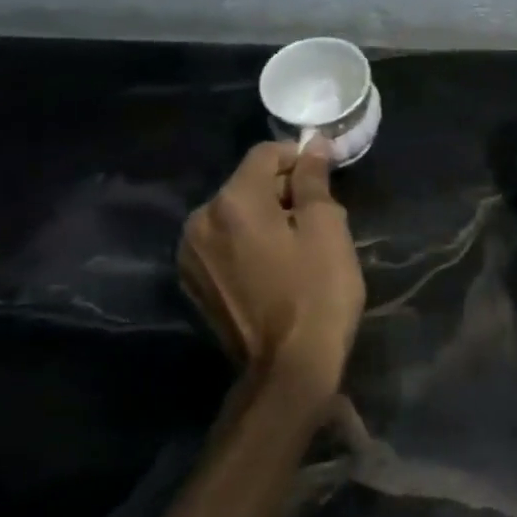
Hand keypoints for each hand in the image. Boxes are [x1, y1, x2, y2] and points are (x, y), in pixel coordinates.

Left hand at [180, 142, 364, 398]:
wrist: (288, 370)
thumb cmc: (317, 293)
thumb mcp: (327, 230)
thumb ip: (313, 180)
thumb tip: (311, 145)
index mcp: (233, 201)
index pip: (265, 155)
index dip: (298, 158)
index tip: (325, 176)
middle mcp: (200, 220)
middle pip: (245, 184)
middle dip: (281, 191)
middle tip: (318, 218)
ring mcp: (190, 255)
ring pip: (232, 215)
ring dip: (262, 218)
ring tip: (296, 247)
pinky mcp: (192, 283)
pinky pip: (222, 244)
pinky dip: (245, 244)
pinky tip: (271, 269)